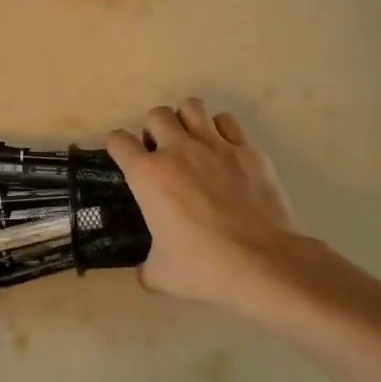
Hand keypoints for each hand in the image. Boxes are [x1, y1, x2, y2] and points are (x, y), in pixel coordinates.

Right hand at [106, 99, 301, 316]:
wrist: (263, 262)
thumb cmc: (203, 267)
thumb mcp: (160, 274)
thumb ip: (146, 266)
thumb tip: (145, 272)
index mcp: (147, 175)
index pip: (119, 142)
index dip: (117, 148)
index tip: (123, 158)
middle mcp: (177, 151)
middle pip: (156, 115)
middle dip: (153, 130)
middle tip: (161, 153)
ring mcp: (215, 146)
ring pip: (192, 107)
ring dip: (186, 120)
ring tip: (190, 142)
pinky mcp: (248, 151)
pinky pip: (227, 122)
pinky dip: (220, 130)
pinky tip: (222, 151)